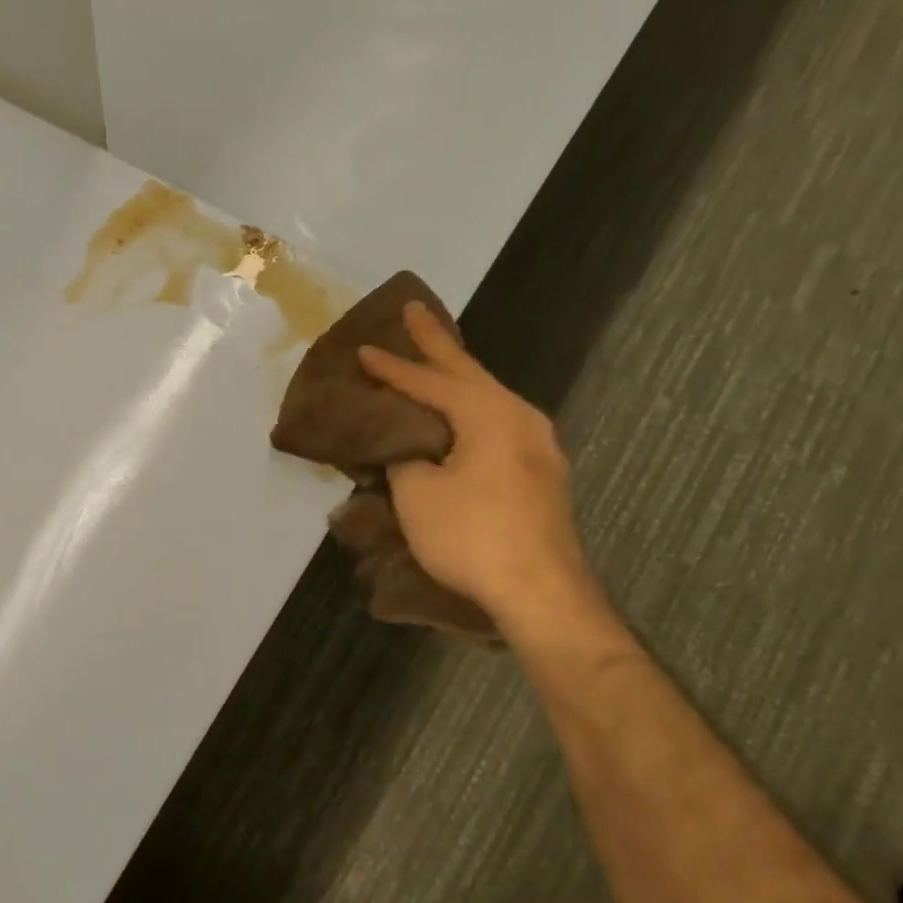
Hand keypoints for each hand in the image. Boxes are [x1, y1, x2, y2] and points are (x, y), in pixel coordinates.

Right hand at [358, 303, 596, 623]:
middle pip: (469, 372)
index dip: (393, 367)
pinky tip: (460, 416)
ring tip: (434, 361)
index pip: (431, 381)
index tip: (362, 349)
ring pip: (487, 398)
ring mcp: (537, 446)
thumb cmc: (472, 536)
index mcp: (489, 413)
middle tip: (413, 311)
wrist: (540, 591)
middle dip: (437, 343)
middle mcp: (520, 417)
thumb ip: (404, 458)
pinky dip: (470, 410)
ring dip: (457, 378)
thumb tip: (403, 447)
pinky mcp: (540, 473)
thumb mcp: (418, 494)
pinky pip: (496, 424)